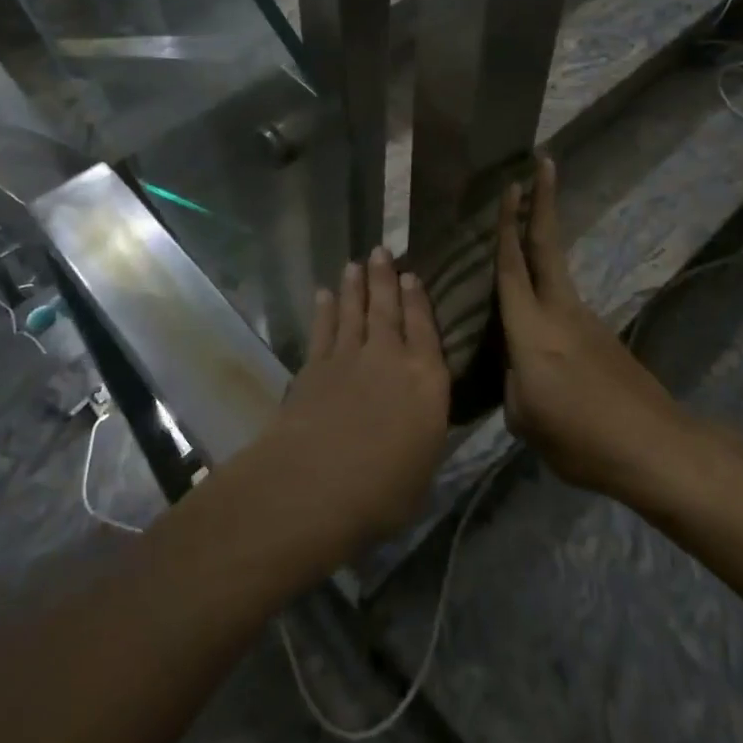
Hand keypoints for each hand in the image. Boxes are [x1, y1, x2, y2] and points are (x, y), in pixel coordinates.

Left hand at [259, 249, 449, 560]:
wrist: (317, 483)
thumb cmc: (384, 491)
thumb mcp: (423, 468)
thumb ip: (422, 435)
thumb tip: (419, 424)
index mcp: (427, 380)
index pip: (425, 329)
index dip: (418, 300)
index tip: (411, 275)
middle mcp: (390, 358)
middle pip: (387, 309)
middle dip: (384, 278)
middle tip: (381, 251)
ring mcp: (349, 358)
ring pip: (354, 312)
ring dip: (354, 286)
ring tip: (355, 264)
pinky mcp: (315, 367)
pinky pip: (323, 329)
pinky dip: (324, 310)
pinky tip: (324, 295)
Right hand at [496, 157, 689, 497]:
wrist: (656, 451)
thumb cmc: (581, 437)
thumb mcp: (525, 420)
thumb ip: (512, 383)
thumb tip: (518, 369)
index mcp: (532, 330)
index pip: (513, 266)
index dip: (508, 224)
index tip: (511, 183)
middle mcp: (559, 312)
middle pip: (547, 245)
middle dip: (543, 201)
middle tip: (542, 163)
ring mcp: (586, 323)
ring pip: (555, 274)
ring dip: (540, 247)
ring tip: (518, 238)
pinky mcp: (602, 340)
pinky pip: (564, 308)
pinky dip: (547, 298)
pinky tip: (541, 333)